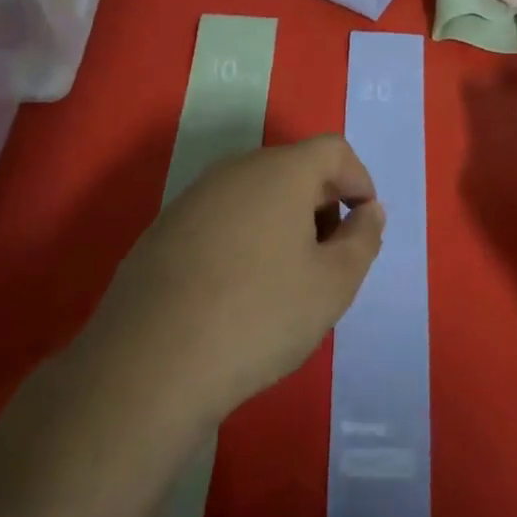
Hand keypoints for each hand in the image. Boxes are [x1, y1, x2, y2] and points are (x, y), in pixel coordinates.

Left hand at [87, 135, 385, 421]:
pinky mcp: (163, 230)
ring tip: (287, 279)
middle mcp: (234, 170)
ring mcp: (192, 198)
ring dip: (284, 222)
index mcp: (280, 171)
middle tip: (329, 258)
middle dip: (322, 204)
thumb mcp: (333, 284)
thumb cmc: (259, 316)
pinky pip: (222, 217)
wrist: (148, 365)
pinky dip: (246, 238)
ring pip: (256, 194)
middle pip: (293, 168)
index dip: (359, 180)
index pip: (333, 150)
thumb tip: (368, 211)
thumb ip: (363, 239)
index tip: (363, 225)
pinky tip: (238, 290)